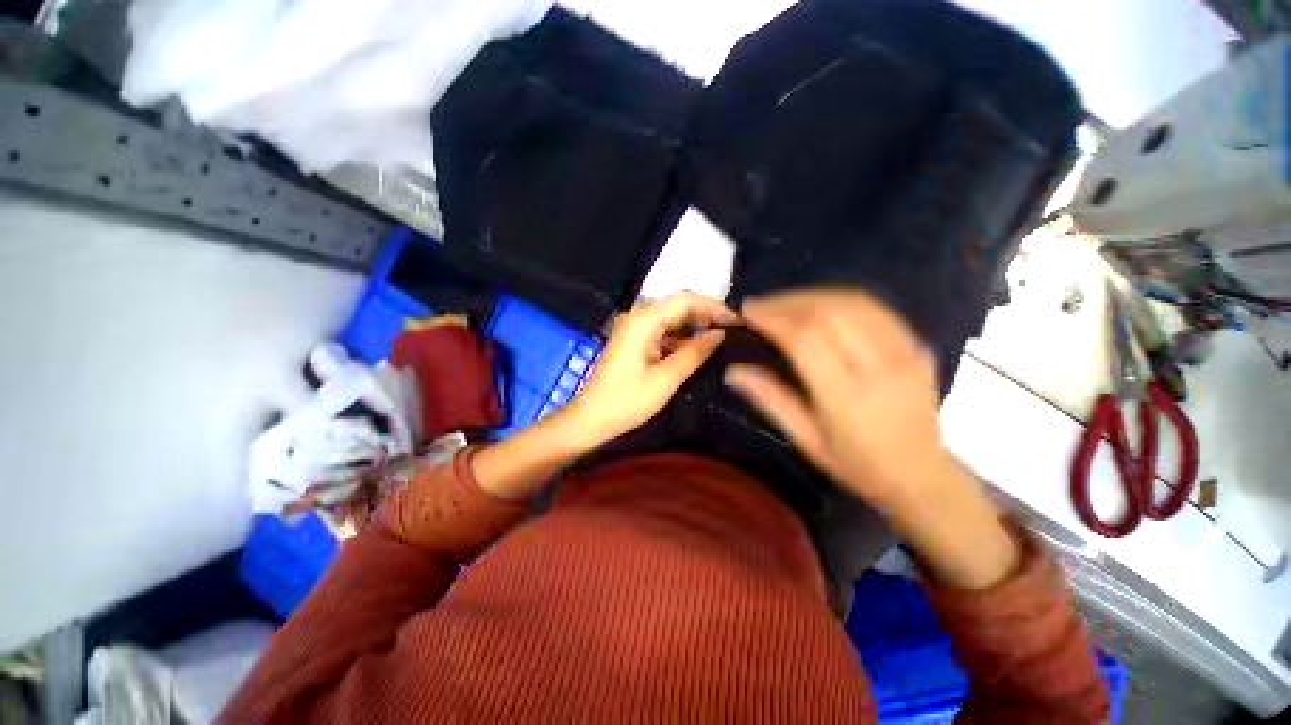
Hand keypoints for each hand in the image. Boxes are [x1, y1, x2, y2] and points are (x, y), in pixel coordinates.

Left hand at [566, 293, 737, 448]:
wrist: (590, 419)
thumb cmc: (626, 401)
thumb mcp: (665, 378)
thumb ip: (694, 352)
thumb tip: (720, 334)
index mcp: (643, 320)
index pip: (685, 300)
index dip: (713, 306)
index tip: (737, 320)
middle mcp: (637, 317)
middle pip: (678, 307)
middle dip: (706, 315)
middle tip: (733, 330)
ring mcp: (634, 329)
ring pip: (671, 320)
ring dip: (694, 328)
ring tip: (722, 338)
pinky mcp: (634, 342)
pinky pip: (662, 333)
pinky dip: (680, 340)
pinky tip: (697, 350)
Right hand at [725, 289, 1017, 588]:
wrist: (922, 476)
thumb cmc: (857, 465)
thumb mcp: (806, 440)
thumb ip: (770, 400)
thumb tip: (733, 371)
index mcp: (847, 397)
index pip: (805, 339)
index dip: (773, 318)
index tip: (747, 311)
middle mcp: (879, 368)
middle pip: (829, 312)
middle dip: (786, 301)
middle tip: (759, 304)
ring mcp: (905, 353)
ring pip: (854, 302)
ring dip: (811, 295)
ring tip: (783, 302)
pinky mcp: (917, 346)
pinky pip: (876, 308)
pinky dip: (839, 299)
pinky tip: (819, 305)